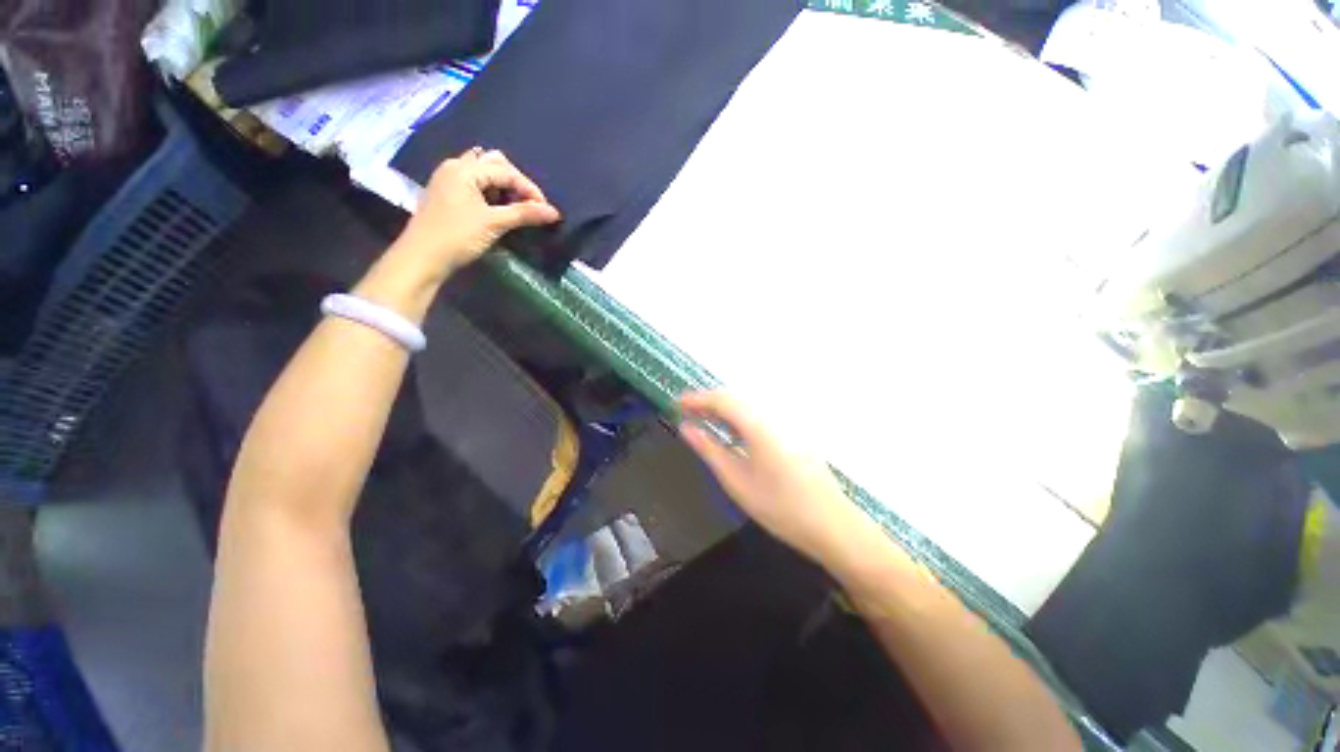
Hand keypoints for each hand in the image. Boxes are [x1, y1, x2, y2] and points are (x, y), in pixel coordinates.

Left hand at [392, 148, 561, 279]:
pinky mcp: (447, 195)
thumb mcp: (494, 223)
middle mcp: (455, 167)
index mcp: (464, 169)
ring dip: (503, 189)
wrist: (422, 258)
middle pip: (494, 164)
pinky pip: (475, 186)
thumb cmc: (457, 236)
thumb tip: (554, 212)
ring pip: (484, 175)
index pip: (506, 171)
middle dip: (516, 183)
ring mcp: (448, 180)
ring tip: (516, 209)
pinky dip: (491, 194)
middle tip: (529, 206)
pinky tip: (498, 211)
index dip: (529, 189)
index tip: (545, 210)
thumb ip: (524, 214)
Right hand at [679, 391, 876, 565]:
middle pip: (736, 398)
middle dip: (709, 401)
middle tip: (687, 413)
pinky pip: (760, 414)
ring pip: (748, 405)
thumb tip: (686, 428)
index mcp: (759, 425)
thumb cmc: (780, 507)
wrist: (832, 525)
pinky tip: (732, 431)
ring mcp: (787, 423)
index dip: (697, 399)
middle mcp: (774, 416)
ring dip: (724, 408)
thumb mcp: (736, 481)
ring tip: (704, 420)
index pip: (722, 400)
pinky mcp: (794, 433)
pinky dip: (740, 417)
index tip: (677, 403)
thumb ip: (709, 450)